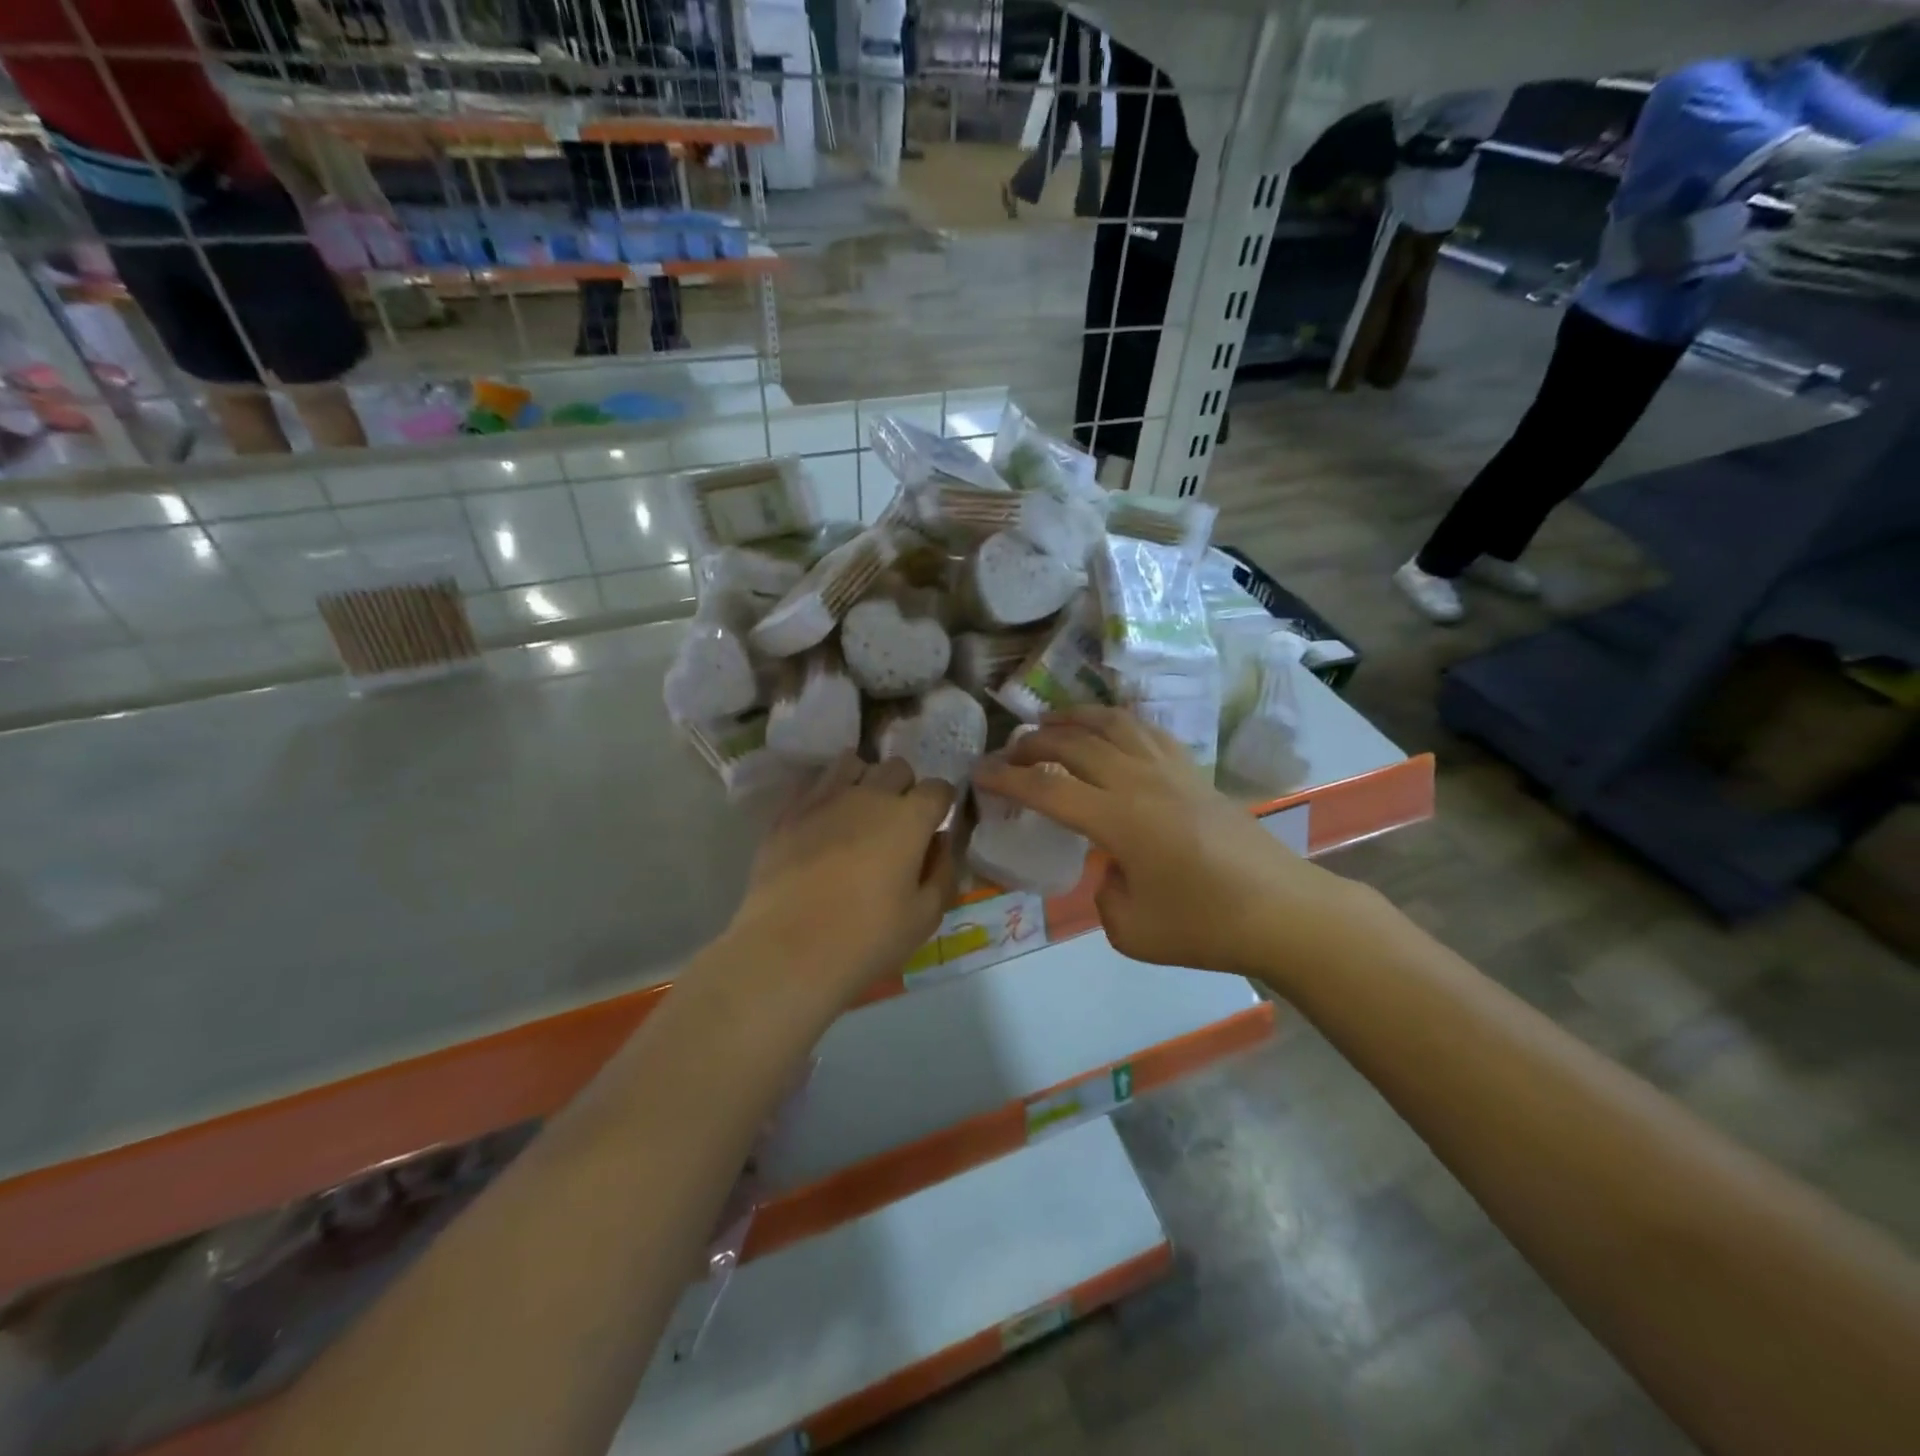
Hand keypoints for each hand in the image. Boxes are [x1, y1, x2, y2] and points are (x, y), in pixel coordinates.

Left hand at [727, 754, 957, 1000]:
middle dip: (905, 788)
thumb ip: (943, 871)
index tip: (936, 827)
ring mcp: (824, 798)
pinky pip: (815, 782)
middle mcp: (869, 795)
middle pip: (897, 768)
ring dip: (865, 780)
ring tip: (860, 813)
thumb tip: (942, 841)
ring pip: (853, 764)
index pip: (938, 788)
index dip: (942, 805)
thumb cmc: (867, 939)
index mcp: (909, 818)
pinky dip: (827, 792)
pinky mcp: (788, 812)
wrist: (788, 952)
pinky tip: (825, 821)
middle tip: (899, 825)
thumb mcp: (925, 917)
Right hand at [973, 708, 1354, 978]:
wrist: (1282, 911)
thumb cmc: (1205, 926)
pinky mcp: (1193, 771)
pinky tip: (1107, 729)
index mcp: (1118, 820)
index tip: (979, 773)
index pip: (1047, 789)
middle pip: (1074, 744)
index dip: (1007, 780)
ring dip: (1073, 718)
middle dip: (1032, 743)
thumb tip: (1109, 865)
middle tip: (1008, 752)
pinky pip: (1146, 730)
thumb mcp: (1131, 930)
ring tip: (1049, 722)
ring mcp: (1170, 770)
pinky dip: (1116, 721)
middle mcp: (1139, 782)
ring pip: (1112, 724)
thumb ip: (1103, 892)